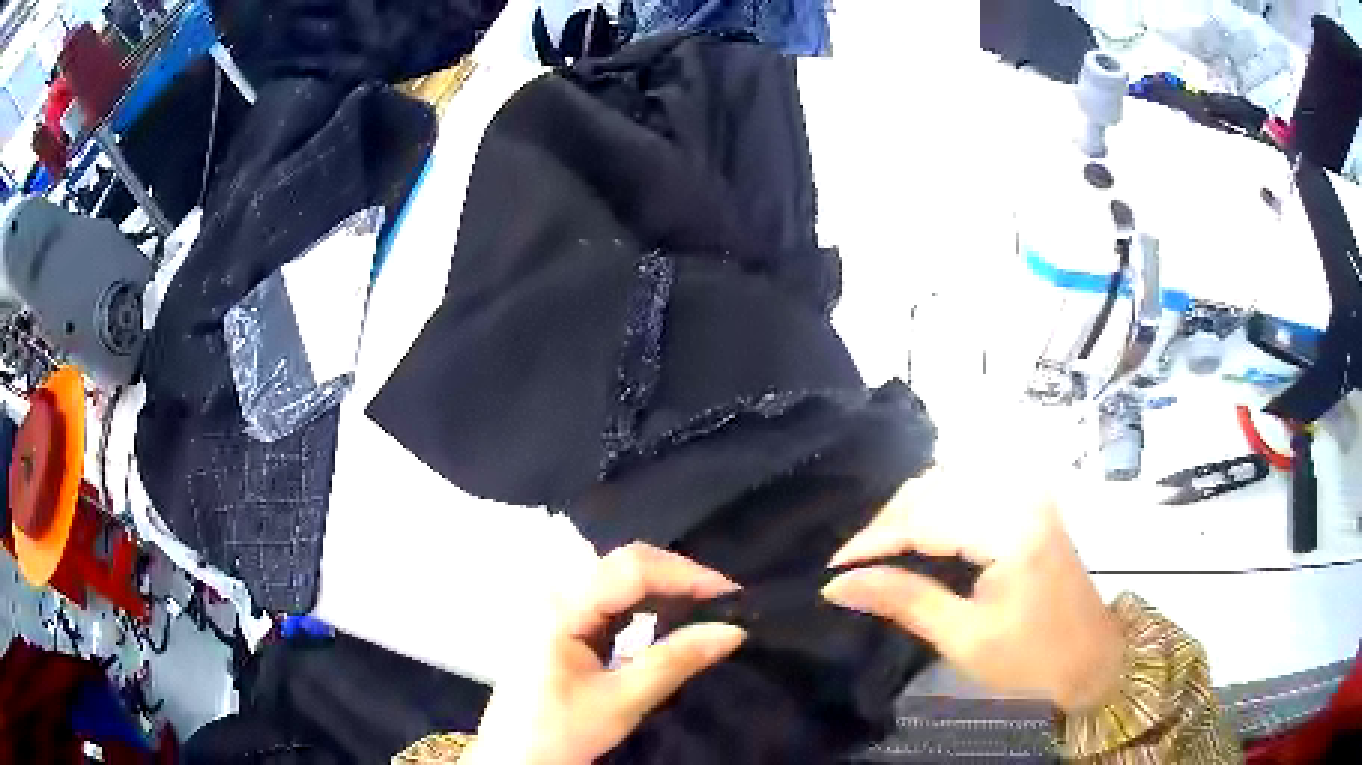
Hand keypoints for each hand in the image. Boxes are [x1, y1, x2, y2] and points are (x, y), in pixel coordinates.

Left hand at [465, 543, 746, 764]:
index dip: (685, 574)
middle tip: (725, 601)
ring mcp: (555, 607)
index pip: (631, 568)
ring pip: (618, 578)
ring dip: (664, 588)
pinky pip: (610, 599)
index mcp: (561, 608)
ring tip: (707, 607)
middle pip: (624, 564)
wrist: (516, 759)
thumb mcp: (621, 702)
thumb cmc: (561, 732)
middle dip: (678, 577)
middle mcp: (555, 594)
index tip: (732, 595)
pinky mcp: (561, 623)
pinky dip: (646, 604)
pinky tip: (670, 617)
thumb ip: (675, 661)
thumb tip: (732, 630)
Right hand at [822, 469, 1124, 712]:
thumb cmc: (1030, 660)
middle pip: (935, 487)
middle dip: (888, 524)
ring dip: (910, 513)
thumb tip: (837, 585)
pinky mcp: (1031, 501)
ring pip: (950, 481)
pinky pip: (970, 489)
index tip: (833, 568)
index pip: (925, 516)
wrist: (1092, 660)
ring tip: (880, 553)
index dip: (873, 539)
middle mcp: (1021, 494)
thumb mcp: (963, 637)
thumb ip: (903, 600)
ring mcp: (1030, 492)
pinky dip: (937, 509)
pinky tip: (919, 537)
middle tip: (854, 565)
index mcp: (1011, 528)